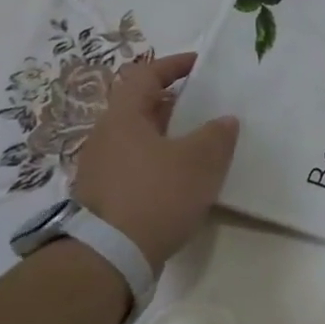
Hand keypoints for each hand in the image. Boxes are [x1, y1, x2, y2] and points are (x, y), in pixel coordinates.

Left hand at [72, 52, 239, 273]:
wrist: (108, 258)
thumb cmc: (156, 195)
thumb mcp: (200, 161)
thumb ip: (217, 134)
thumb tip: (224, 120)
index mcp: (123, 118)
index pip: (144, 75)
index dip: (173, 65)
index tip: (200, 65)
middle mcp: (105, 137)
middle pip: (140, 107)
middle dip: (174, 103)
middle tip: (206, 106)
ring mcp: (100, 169)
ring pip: (139, 138)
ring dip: (168, 135)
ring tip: (200, 144)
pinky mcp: (104, 198)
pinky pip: (136, 165)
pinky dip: (160, 162)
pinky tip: (182, 180)